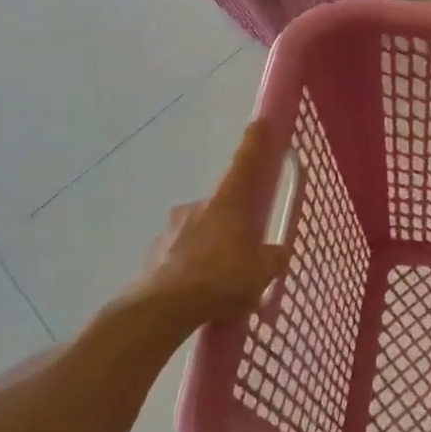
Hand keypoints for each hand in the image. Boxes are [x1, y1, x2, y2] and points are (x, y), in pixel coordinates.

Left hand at [117, 120, 291, 339]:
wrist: (162, 309)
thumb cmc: (221, 279)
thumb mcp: (261, 273)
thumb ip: (272, 259)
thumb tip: (277, 253)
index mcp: (227, 203)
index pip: (244, 164)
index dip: (254, 143)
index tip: (258, 122)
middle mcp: (197, 207)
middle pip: (221, 206)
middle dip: (232, 223)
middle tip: (244, 250)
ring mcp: (171, 230)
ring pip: (198, 232)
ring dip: (210, 247)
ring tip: (220, 281)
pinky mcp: (153, 256)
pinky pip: (180, 256)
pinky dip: (190, 268)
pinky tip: (198, 294)